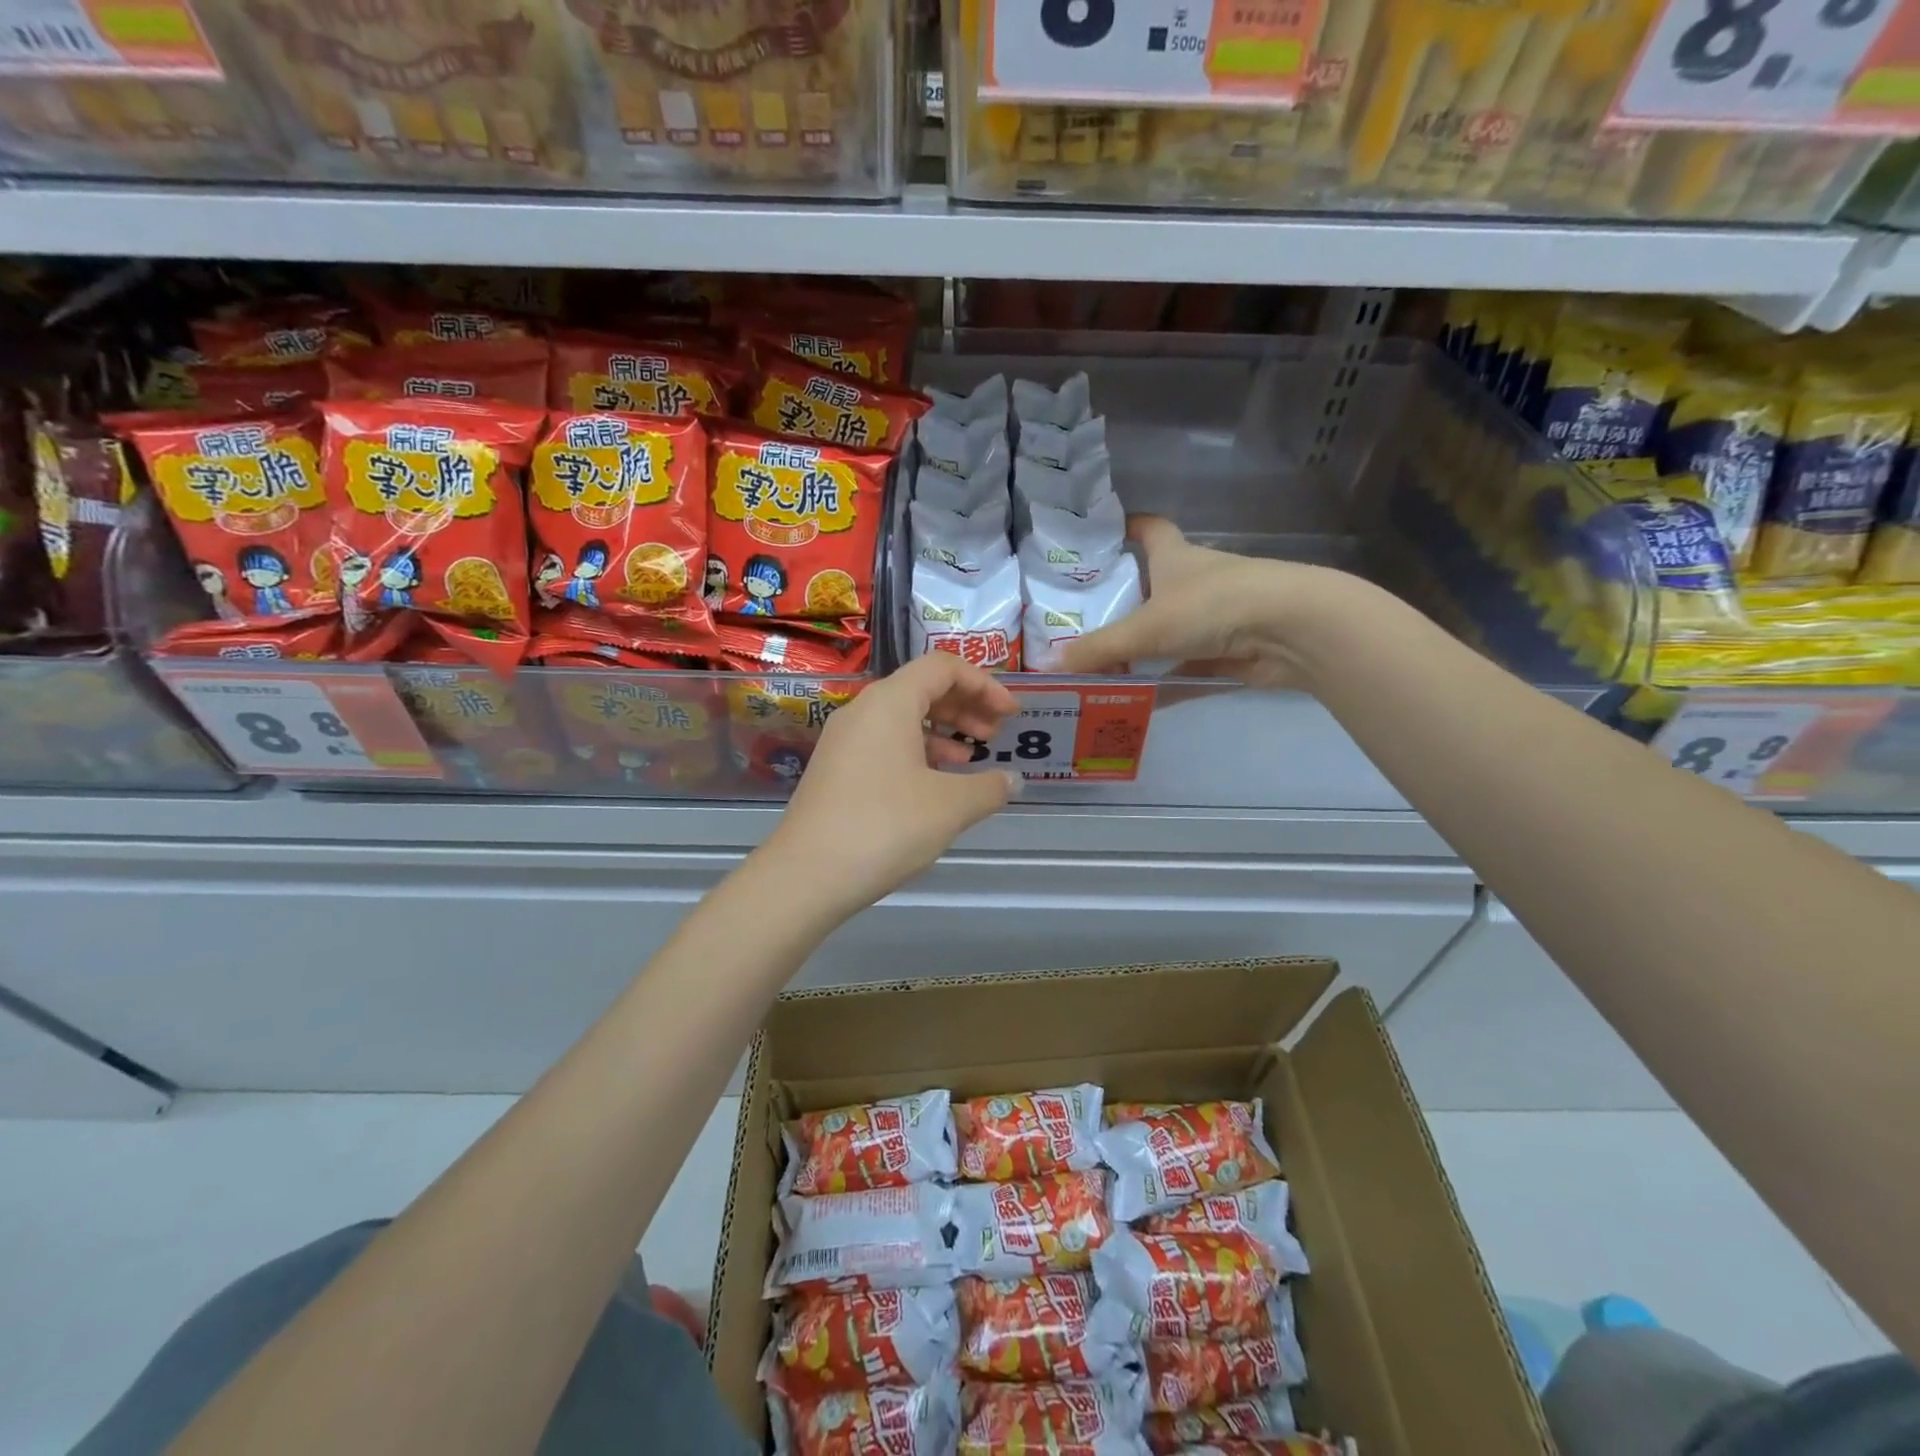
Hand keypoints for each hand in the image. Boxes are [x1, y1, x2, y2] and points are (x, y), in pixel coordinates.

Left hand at [766, 653, 1020, 916]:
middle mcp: (863, 710)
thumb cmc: (885, 827)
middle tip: (994, 735)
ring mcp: (844, 740)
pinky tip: (934, 785)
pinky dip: (916, 752)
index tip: (1011, 714)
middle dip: (965, 706)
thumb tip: (1012, 781)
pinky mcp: (835, 769)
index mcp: (890, 702)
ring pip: (902, 718)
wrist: (806, 875)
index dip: (984, 684)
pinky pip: (884, 743)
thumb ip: (990, 787)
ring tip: (969, 760)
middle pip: (922, 688)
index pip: (943, 667)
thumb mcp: (950, 807)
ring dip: (942, 731)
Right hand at [1056, 515, 1354, 687]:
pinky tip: (1130, 705)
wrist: (1291, 630)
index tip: (1100, 537)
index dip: (1126, 527)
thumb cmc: (1213, 606)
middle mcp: (1194, 583)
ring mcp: (1213, 619)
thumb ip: (1099, 650)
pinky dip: (1160, 687)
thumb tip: (1049, 667)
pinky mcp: (1228, 654)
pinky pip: (1184, 672)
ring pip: (1167, 635)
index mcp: (1174, 558)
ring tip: (1094, 672)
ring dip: (1138, 653)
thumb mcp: (1146, 627)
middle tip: (1077, 625)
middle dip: (1119, 604)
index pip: (1147, 529)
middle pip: (1151, 588)